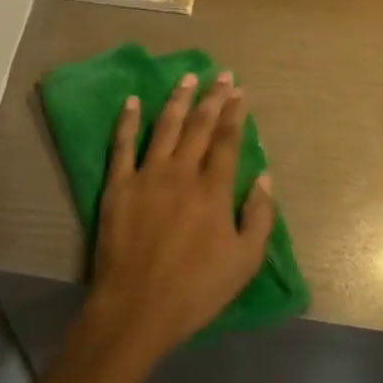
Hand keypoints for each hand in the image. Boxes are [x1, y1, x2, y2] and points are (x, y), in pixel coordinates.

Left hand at [82, 70, 275, 363]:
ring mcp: (146, 176)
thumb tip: (264, 176)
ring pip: (165, 127)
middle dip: (212, 98)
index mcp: (214, 190)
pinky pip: (122, 145)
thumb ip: (259, 217)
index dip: (234, 113)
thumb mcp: (244, 262)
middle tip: (221, 75)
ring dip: (178, 100)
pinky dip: (128, 121)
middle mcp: (181, 173)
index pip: (227, 141)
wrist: (137, 307)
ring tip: (187, 78)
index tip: (239, 91)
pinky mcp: (118, 185)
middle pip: (199, 126)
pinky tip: (133, 101)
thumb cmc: (196, 290)